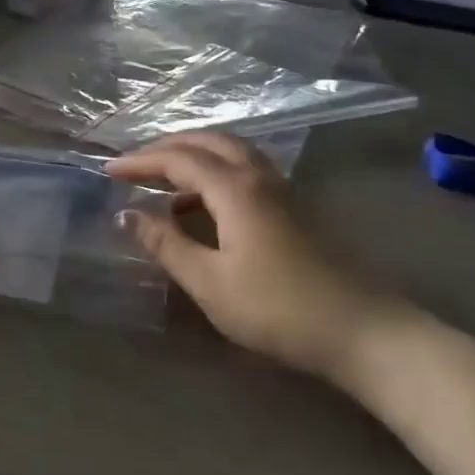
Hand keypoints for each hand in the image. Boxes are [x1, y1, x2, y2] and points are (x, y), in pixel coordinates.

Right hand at [106, 132, 407, 380]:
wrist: (366, 333)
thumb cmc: (279, 309)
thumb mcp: (209, 282)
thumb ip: (165, 244)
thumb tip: (126, 214)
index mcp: (236, 189)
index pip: (178, 159)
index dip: (140, 161)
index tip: (108, 171)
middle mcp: (260, 177)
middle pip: (208, 141)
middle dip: (167, 146)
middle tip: (135, 164)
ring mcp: (284, 190)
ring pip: (232, 152)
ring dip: (194, 155)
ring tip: (165, 180)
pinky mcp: (297, 208)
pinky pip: (246, 170)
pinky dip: (216, 172)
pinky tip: (205, 204)